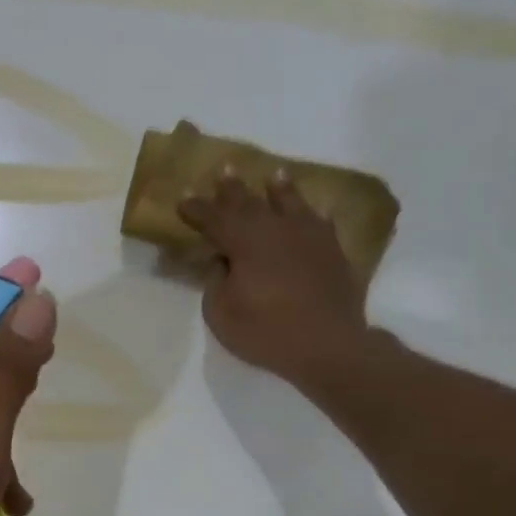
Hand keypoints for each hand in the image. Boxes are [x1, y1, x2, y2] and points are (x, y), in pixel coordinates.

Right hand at [179, 172, 369, 380]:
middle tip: (224, 170)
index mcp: (244, 242)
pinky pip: (321, 223)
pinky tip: (315, 212)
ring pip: (291, 203)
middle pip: (250, 203)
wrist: (328, 345)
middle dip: (232, 189)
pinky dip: (313, 215)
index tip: (182, 198)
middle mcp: (276, 230)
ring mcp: (309, 237)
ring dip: (279, 189)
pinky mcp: (332, 251)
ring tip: (274, 175)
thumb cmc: (265, 331)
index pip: (213, 218)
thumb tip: (223, 260)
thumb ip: (216, 280)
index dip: (196, 208)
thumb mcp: (221, 312)